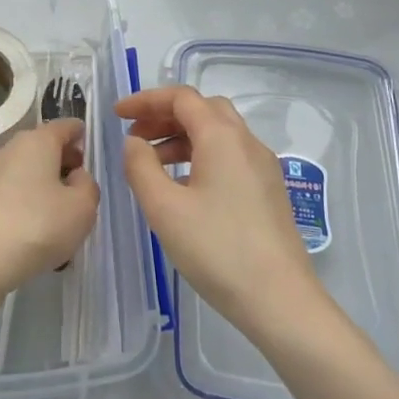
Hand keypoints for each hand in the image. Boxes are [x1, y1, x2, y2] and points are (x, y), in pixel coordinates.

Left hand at [0, 120, 99, 304]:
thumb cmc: (38, 226)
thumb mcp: (83, 208)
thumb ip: (88, 185)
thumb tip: (74, 176)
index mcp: (37, 140)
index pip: (66, 125)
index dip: (82, 137)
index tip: (90, 157)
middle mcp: (9, 148)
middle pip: (43, 146)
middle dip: (63, 163)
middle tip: (78, 190)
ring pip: (25, 171)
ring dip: (42, 185)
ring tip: (57, 217)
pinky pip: (9, 192)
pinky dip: (24, 203)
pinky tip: (32, 231)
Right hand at [118, 87, 326, 341]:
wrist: (280, 300)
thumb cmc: (217, 249)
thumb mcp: (164, 208)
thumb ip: (140, 166)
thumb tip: (135, 142)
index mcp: (222, 137)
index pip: (181, 98)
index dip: (146, 100)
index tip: (117, 116)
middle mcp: (246, 142)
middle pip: (203, 109)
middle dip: (165, 116)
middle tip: (135, 137)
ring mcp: (262, 167)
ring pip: (218, 133)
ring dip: (182, 137)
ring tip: (152, 165)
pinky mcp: (268, 191)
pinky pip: (230, 156)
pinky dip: (200, 156)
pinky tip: (184, 188)